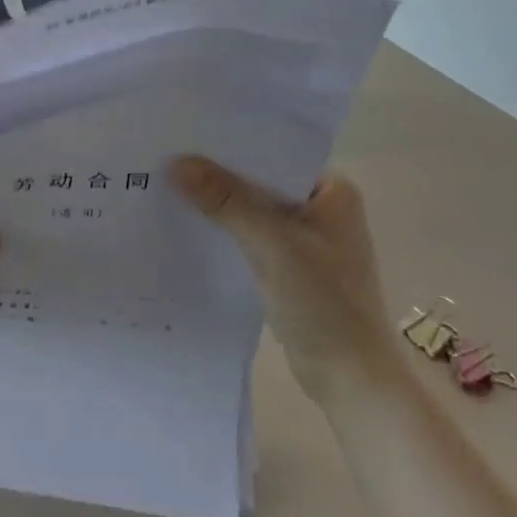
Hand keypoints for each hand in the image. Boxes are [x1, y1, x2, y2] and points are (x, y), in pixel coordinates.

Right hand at [171, 157, 403, 403]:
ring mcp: (305, 239)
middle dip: (218, 174)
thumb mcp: (272, 245)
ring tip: (167, 186)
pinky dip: (224, 231)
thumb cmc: (324, 304)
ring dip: (218, 204)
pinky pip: (249, 236)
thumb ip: (227, 201)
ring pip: (251, 209)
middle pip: (259, 181)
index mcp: (332, 191)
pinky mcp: (289, 266)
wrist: (350, 381)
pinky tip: (188, 225)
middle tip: (166, 158)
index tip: (186, 135)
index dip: (230, 146)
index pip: (273, 154)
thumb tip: (177, 162)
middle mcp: (321, 208)